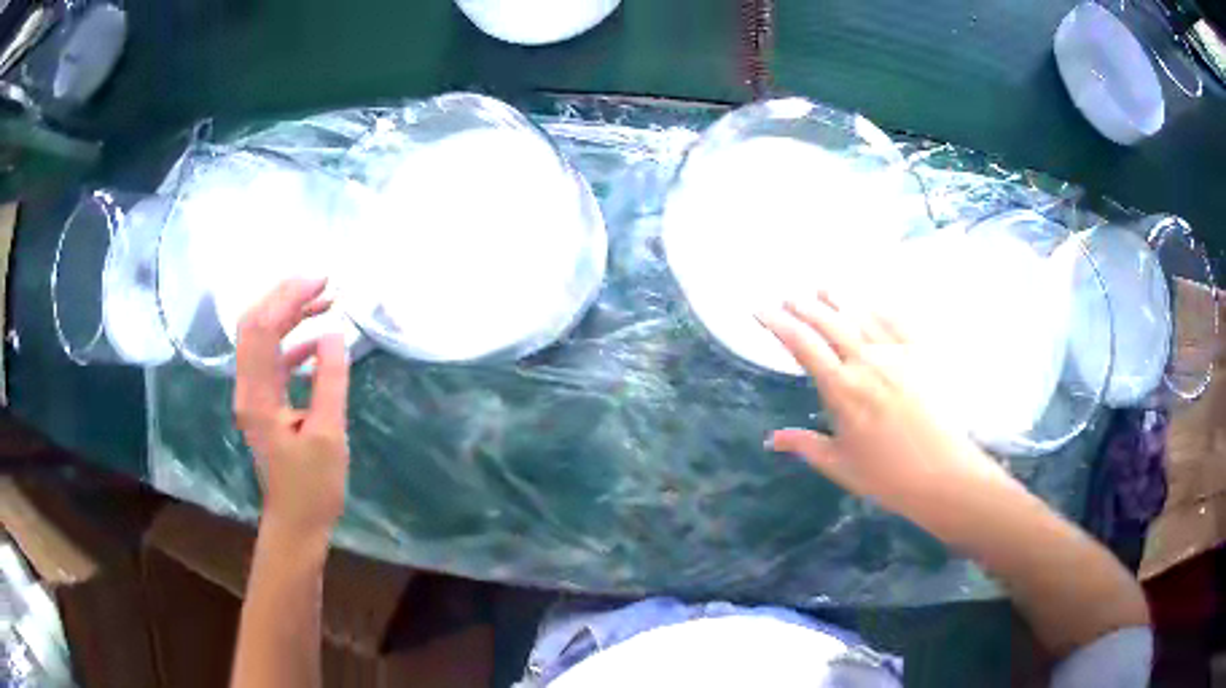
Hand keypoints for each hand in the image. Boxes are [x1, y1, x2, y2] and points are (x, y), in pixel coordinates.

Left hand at [234, 278, 350, 541]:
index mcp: (257, 395)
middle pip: (254, 324)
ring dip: (289, 315)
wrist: (296, 524)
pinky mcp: (263, 403)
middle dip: (285, 296)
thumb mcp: (328, 435)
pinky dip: (292, 340)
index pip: (261, 328)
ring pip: (262, 338)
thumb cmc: (312, 487)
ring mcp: (253, 395)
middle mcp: (247, 388)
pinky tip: (316, 340)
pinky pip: (272, 358)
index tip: (322, 282)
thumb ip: (329, 381)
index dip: (288, 297)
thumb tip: (333, 333)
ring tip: (324, 302)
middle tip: (322, 283)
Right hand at [758, 292, 1019, 517]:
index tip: (760, 310)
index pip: (802, 346)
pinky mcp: (922, 354)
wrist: (942, 474)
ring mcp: (897, 354)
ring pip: (861, 315)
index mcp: (842, 390)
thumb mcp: (839, 464)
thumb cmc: (887, 476)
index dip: (777, 324)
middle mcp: (867, 362)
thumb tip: (771, 439)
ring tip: (822, 286)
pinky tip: (871, 300)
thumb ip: (804, 445)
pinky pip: (898, 320)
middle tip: (788, 296)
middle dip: (804, 306)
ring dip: (839, 298)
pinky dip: (880, 306)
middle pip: (829, 322)